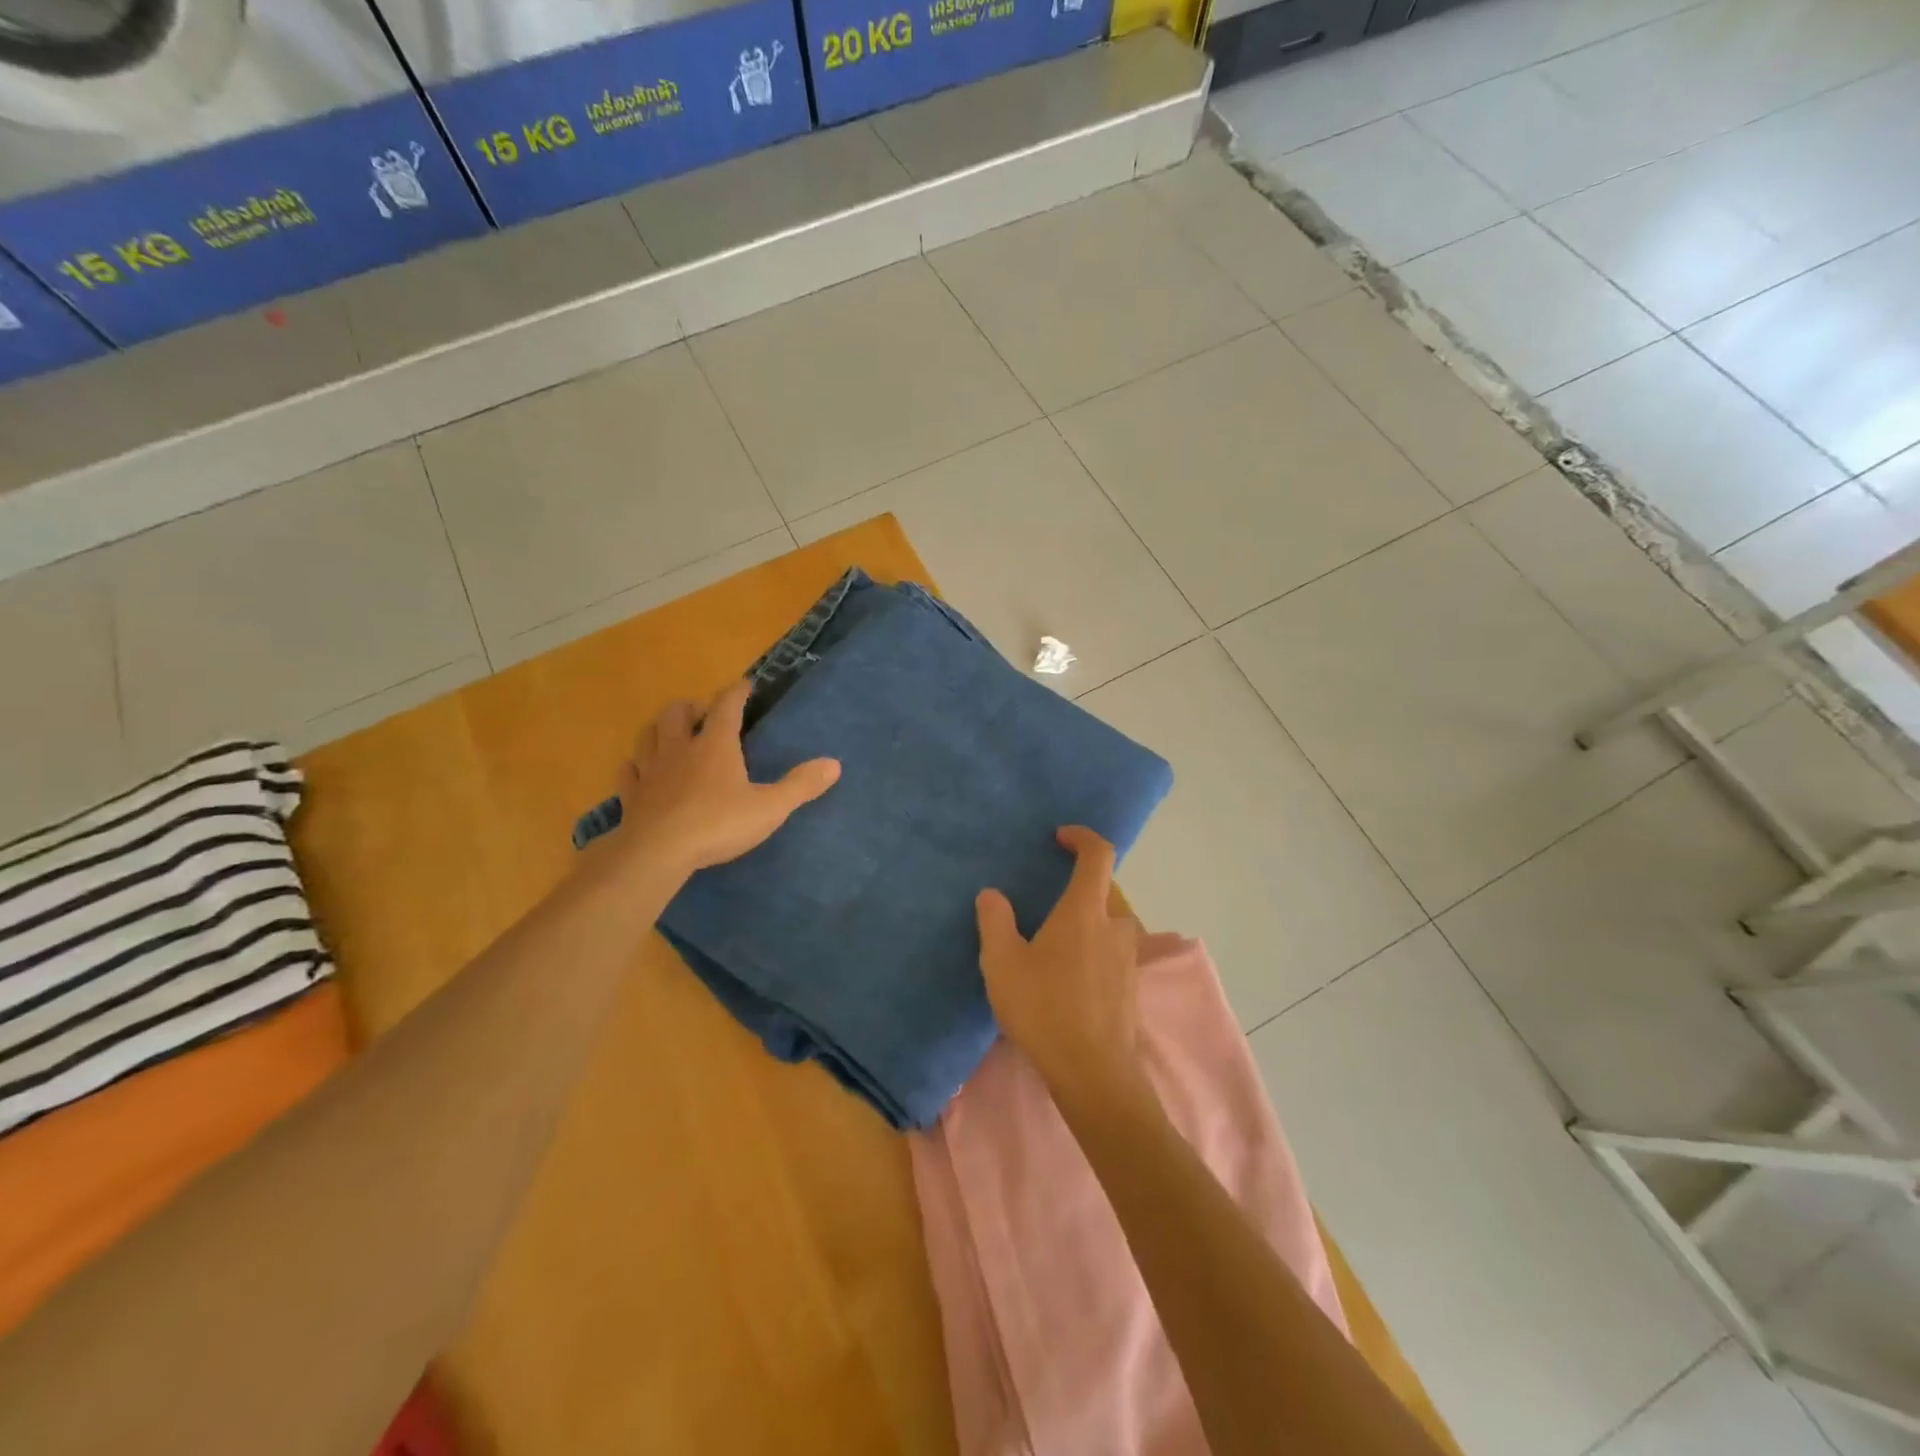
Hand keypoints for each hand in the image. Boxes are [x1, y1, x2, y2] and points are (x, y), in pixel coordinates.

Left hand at [610, 679, 839, 874]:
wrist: (657, 853)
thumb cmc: (718, 824)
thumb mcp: (769, 808)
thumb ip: (801, 785)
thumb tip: (834, 764)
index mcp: (715, 745)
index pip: (726, 706)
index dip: (737, 692)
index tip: (746, 685)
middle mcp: (680, 749)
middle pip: (677, 713)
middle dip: (691, 707)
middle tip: (702, 713)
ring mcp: (651, 771)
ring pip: (649, 735)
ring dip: (661, 729)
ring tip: (672, 734)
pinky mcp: (632, 796)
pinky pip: (629, 771)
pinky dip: (636, 766)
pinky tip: (640, 771)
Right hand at [976, 827, 1146, 1106]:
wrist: (1093, 1072)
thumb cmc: (1044, 1008)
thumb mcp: (1002, 963)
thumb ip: (995, 922)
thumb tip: (992, 894)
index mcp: (1086, 911)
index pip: (1098, 855)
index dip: (1082, 837)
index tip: (1060, 837)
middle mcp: (1115, 925)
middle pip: (1104, 888)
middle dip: (1078, 884)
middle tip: (1046, 899)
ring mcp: (1128, 957)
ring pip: (1109, 921)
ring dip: (1086, 918)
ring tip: (1054, 940)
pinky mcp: (1130, 985)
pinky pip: (1112, 949)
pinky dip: (1093, 946)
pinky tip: (1068, 974)